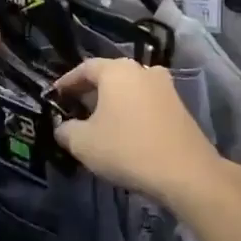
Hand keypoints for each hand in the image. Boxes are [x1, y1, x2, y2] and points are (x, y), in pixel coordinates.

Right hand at [51, 59, 225, 207]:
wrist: (184, 172)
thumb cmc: (126, 149)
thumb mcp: (82, 143)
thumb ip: (65, 130)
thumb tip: (63, 127)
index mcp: (117, 70)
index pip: (84, 68)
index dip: (67, 82)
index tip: (55, 96)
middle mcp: (143, 70)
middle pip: (109, 76)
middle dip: (90, 91)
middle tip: (75, 109)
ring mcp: (165, 87)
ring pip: (130, 89)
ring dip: (113, 102)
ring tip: (99, 121)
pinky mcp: (179, 107)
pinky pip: (145, 103)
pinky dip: (131, 111)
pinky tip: (124, 131)